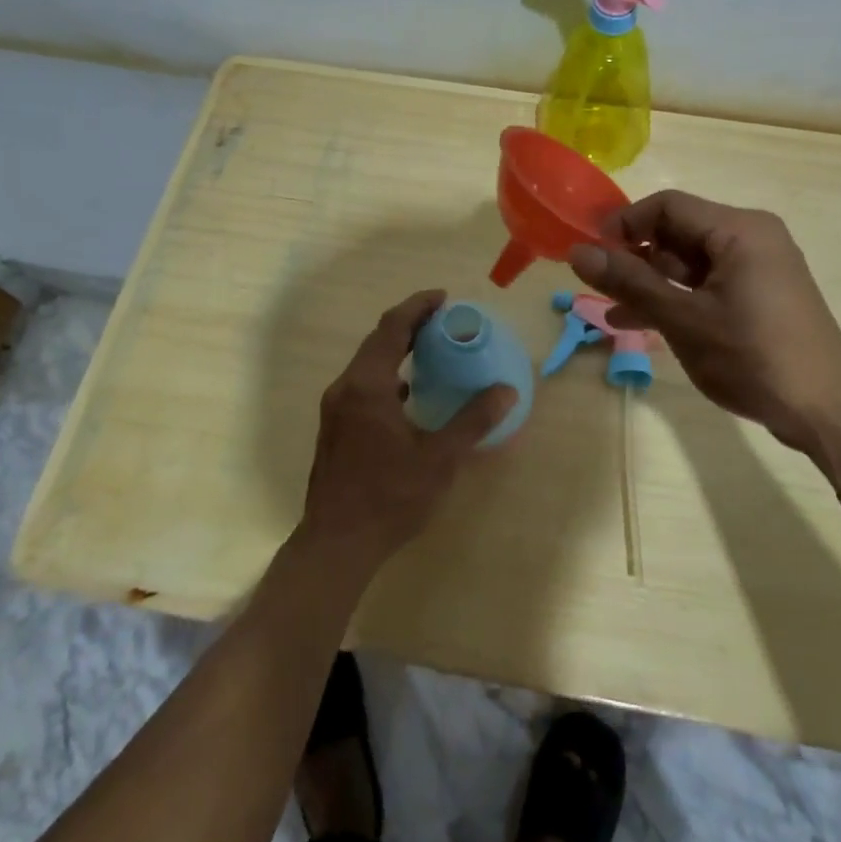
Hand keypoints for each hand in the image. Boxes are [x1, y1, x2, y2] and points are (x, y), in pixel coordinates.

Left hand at [299, 290, 516, 574]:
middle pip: (377, 340)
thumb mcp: (439, 459)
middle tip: (443, 320)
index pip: (392, 327)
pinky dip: (386, 375)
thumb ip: (472, 420)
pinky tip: (408, 394)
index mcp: (368, 386)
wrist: (336, 543)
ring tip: (429, 350)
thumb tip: (505, 391)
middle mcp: (346, 388)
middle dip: (409, 323)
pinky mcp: (335, 427)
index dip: (417, 306)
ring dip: (396, 349)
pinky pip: (362, 384)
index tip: (444, 298)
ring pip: (367, 363)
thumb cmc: (390, 497)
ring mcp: (335, 408)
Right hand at [568, 191, 840, 455]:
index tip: (591, 255)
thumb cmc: (753, 357)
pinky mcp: (759, 296)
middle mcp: (750, 237)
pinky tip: (642, 323)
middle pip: (677, 232)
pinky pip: (706, 285)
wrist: (826, 411)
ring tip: (611, 311)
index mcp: (738, 229)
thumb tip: (577, 252)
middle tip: (598, 287)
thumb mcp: (683, 319)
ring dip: (650, 284)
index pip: (667, 205)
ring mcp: (757, 268)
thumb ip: (629, 283)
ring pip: (688, 263)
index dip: (624, 225)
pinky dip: (676, 299)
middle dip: (635, 258)